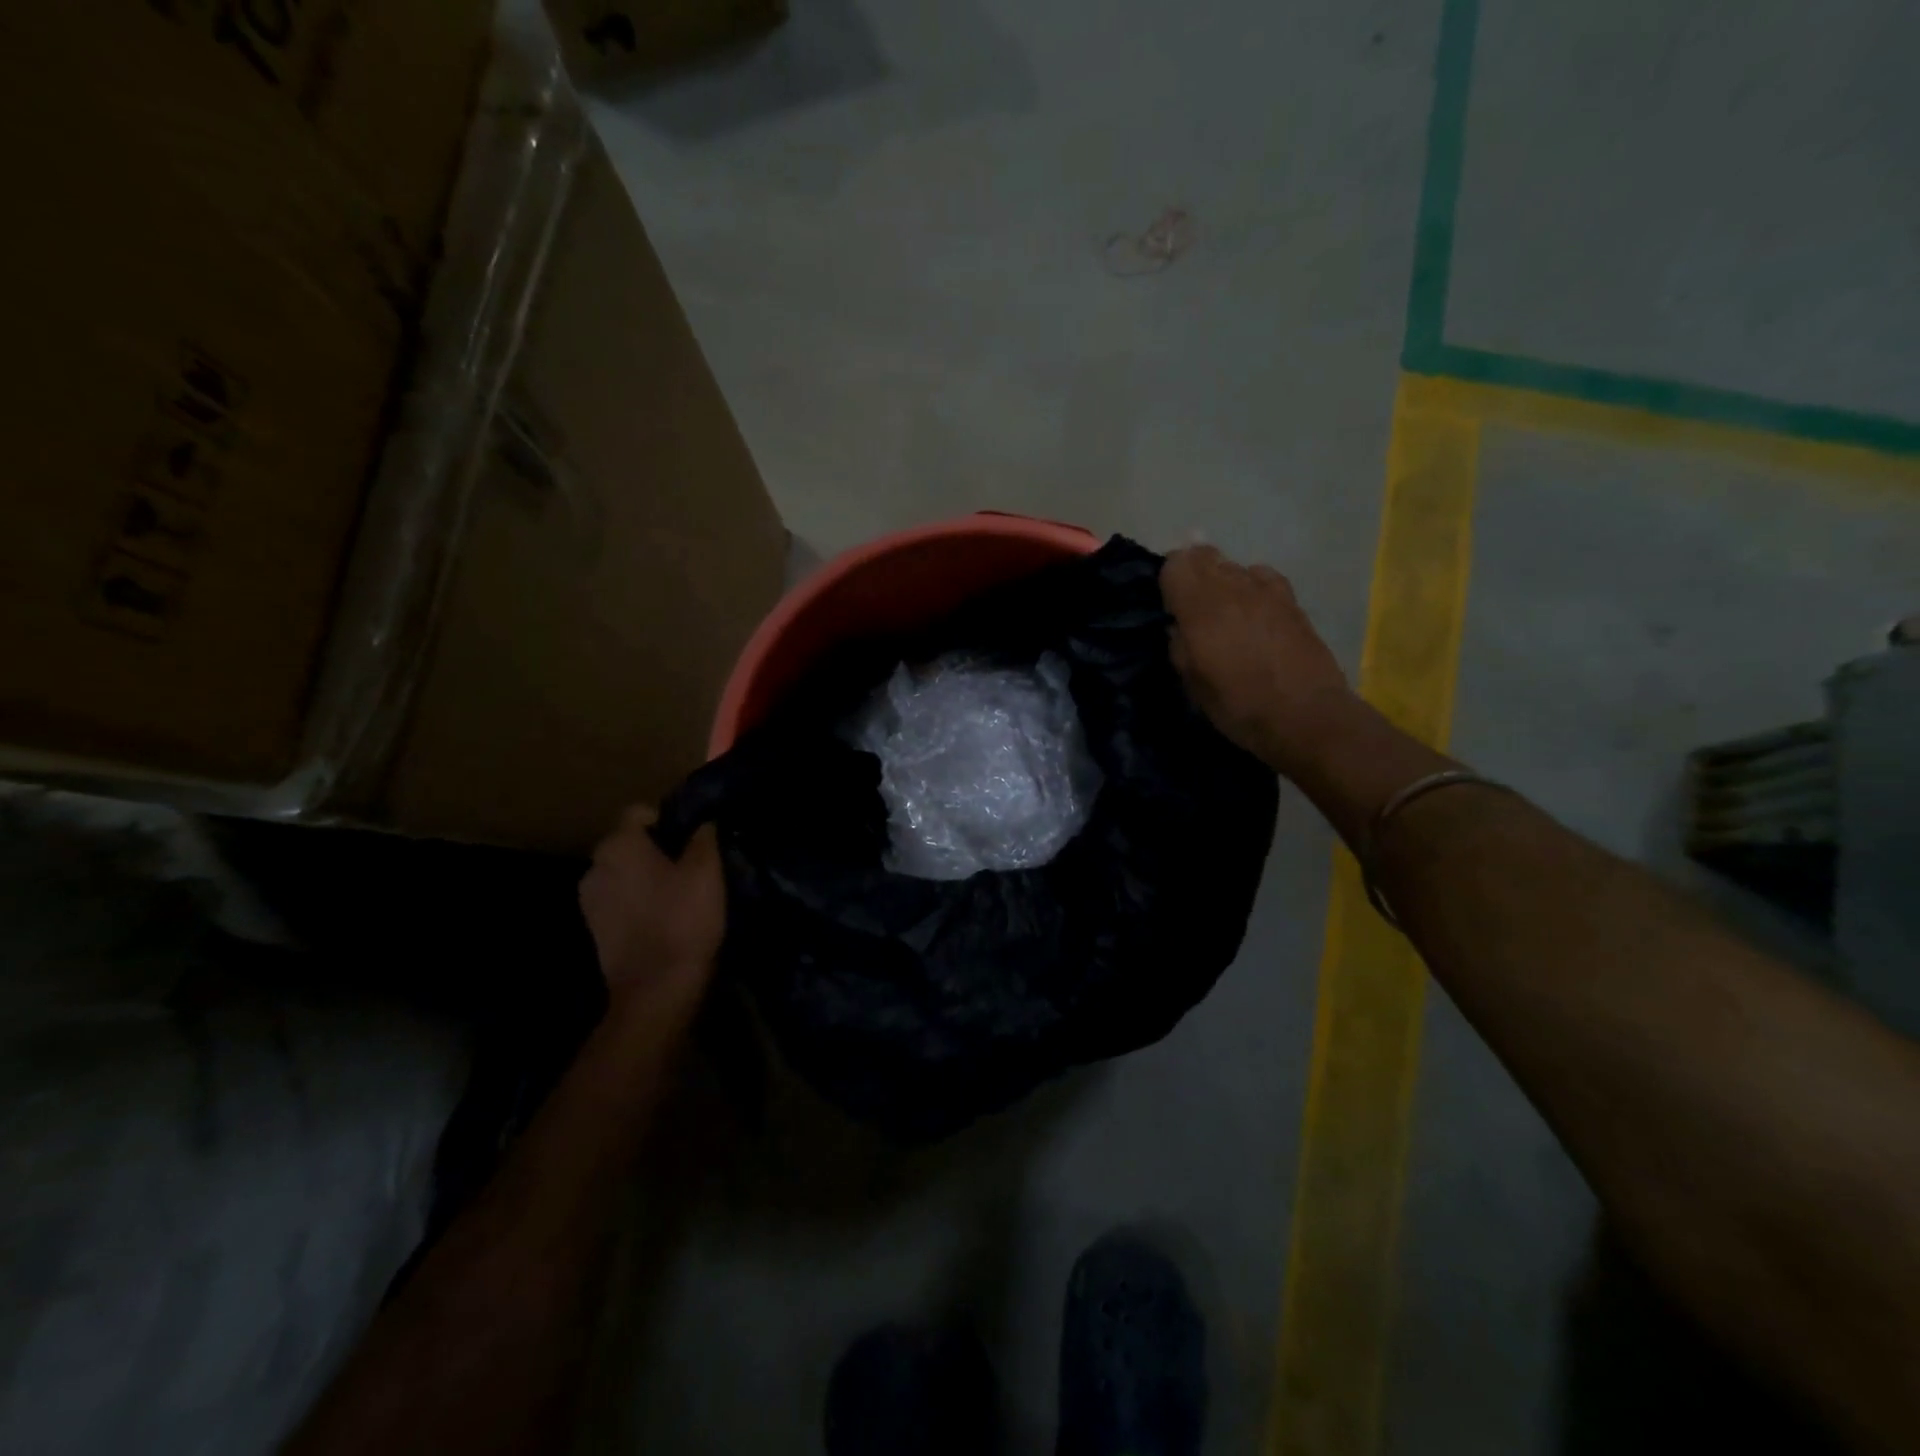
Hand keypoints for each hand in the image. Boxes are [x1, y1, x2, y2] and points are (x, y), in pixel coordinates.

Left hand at [579, 808, 724, 1005]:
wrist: (655, 989)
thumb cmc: (682, 920)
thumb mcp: (706, 871)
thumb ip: (704, 836)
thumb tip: (703, 821)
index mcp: (619, 845)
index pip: (641, 813)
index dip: (671, 820)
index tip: (695, 841)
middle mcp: (595, 865)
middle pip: (631, 844)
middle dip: (658, 850)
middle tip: (693, 868)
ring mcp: (590, 900)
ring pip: (625, 873)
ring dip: (647, 878)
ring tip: (680, 895)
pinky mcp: (595, 929)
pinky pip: (620, 901)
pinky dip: (638, 903)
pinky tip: (663, 920)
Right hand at [1160, 544, 1358, 775]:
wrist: (1306, 716)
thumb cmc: (1240, 706)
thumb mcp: (1193, 684)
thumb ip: (1178, 646)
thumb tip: (1178, 626)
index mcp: (1201, 608)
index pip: (1176, 564)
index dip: (1166, 578)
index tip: (1166, 603)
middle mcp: (1232, 588)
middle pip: (1204, 556)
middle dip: (1191, 571)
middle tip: (1187, 602)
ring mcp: (1266, 590)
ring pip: (1233, 565)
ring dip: (1220, 579)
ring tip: (1221, 610)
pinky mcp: (1291, 600)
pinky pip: (1261, 576)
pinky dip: (1250, 584)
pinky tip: (1252, 608)